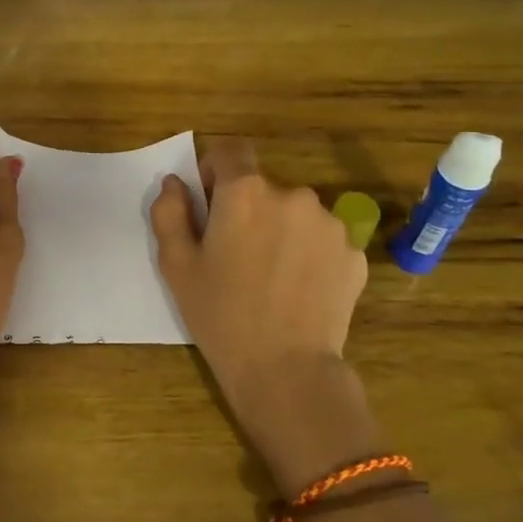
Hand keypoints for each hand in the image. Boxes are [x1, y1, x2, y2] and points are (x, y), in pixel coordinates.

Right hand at [150, 139, 377, 488]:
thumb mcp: (177, 266)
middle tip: (238, 255)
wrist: (286, 370)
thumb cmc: (221, 316)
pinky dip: (310, 254)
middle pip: (264, 187)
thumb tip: (176, 183)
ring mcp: (330, 223)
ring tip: (272, 276)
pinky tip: (299, 290)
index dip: (216, 169)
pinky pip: (323, 240)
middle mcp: (292, 194)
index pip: (230, 151)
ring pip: (296, 213)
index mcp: (245, 192)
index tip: (210, 202)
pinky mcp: (353, 252)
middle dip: (249, 209)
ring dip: (282, 230)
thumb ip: (169, 213)